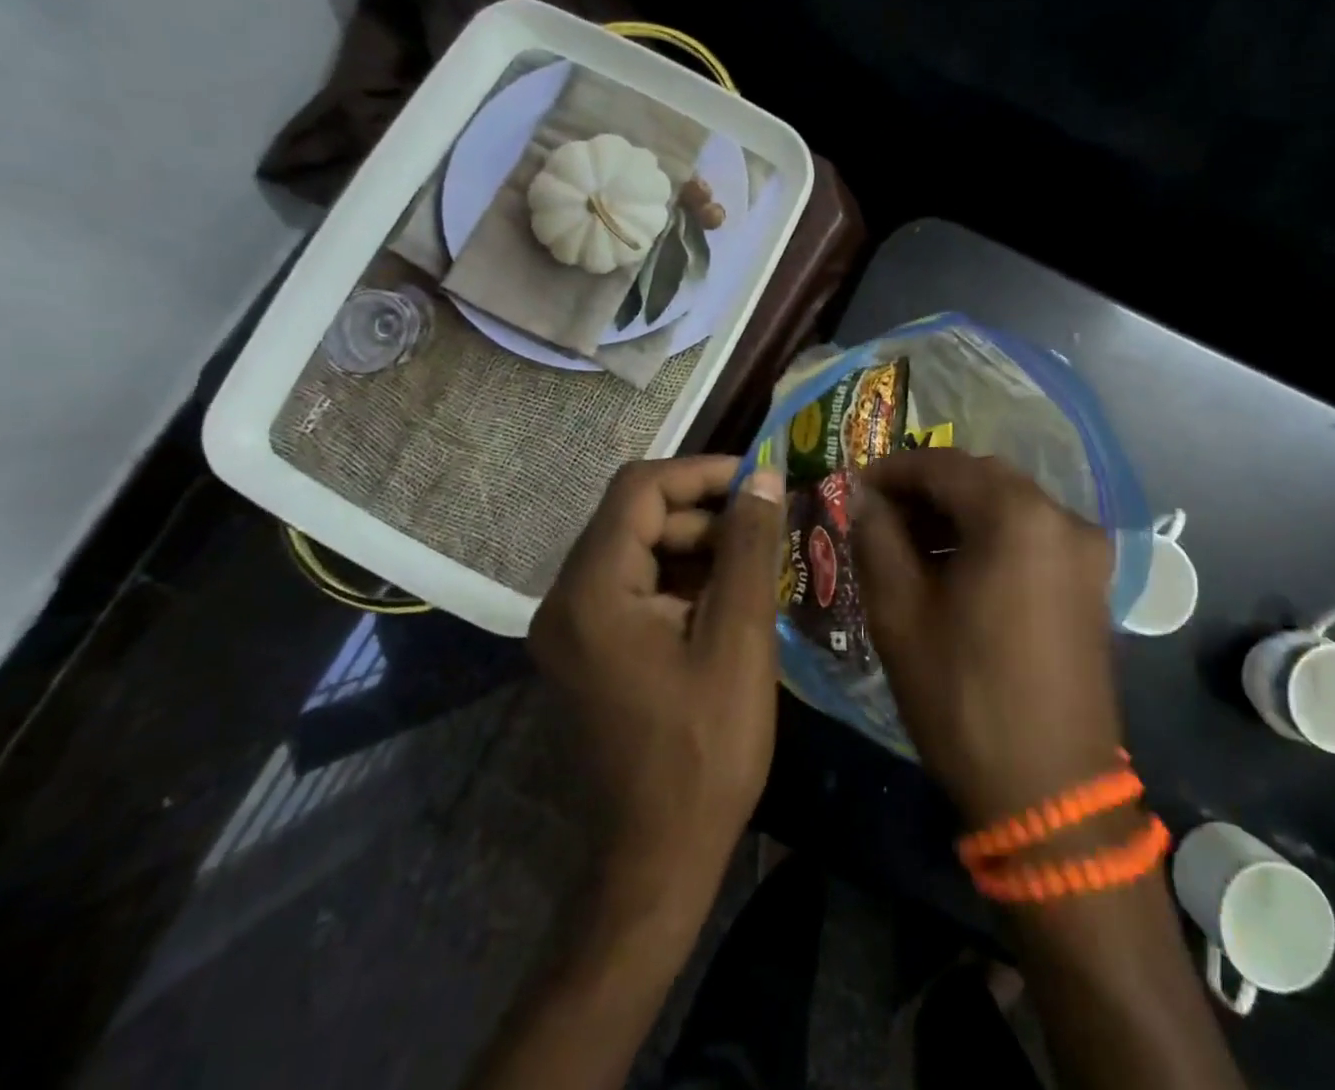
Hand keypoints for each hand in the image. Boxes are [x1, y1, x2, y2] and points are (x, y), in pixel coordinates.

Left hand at [530, 456, 786, 897]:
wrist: (656, 860)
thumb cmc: (704, 750)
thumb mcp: (739, 639)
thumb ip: (749, 548)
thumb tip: (765, 478)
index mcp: (592, 591)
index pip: (640, 489)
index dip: (702, 473)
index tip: (759, 481)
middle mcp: (566, 600)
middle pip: (638, 519)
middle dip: (706, 515)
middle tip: (768, 531)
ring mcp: (573, 629)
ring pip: (640, 552)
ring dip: (699, 548)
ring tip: (758, 566)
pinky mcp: (589, 652)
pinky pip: (636, 590)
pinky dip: (683, 582)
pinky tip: (730, 602)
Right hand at [854, 449, 1122, 825]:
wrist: (1050, 793)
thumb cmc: (963, 698)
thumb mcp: (900, 614)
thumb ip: (876, 537)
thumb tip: (862, 495)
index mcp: (1018, 517)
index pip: (943, 466)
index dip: (892, 471)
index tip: (854, 487)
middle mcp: (1062, 517)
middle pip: (981, 478)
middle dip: (926, 489)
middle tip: (878, 514)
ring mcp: (1085, 549)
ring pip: (1008, 504)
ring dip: (958, 511)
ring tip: (909, 541)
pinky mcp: (1091, 580)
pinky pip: (1032, 534)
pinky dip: (990, 535)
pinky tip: (954, 564)